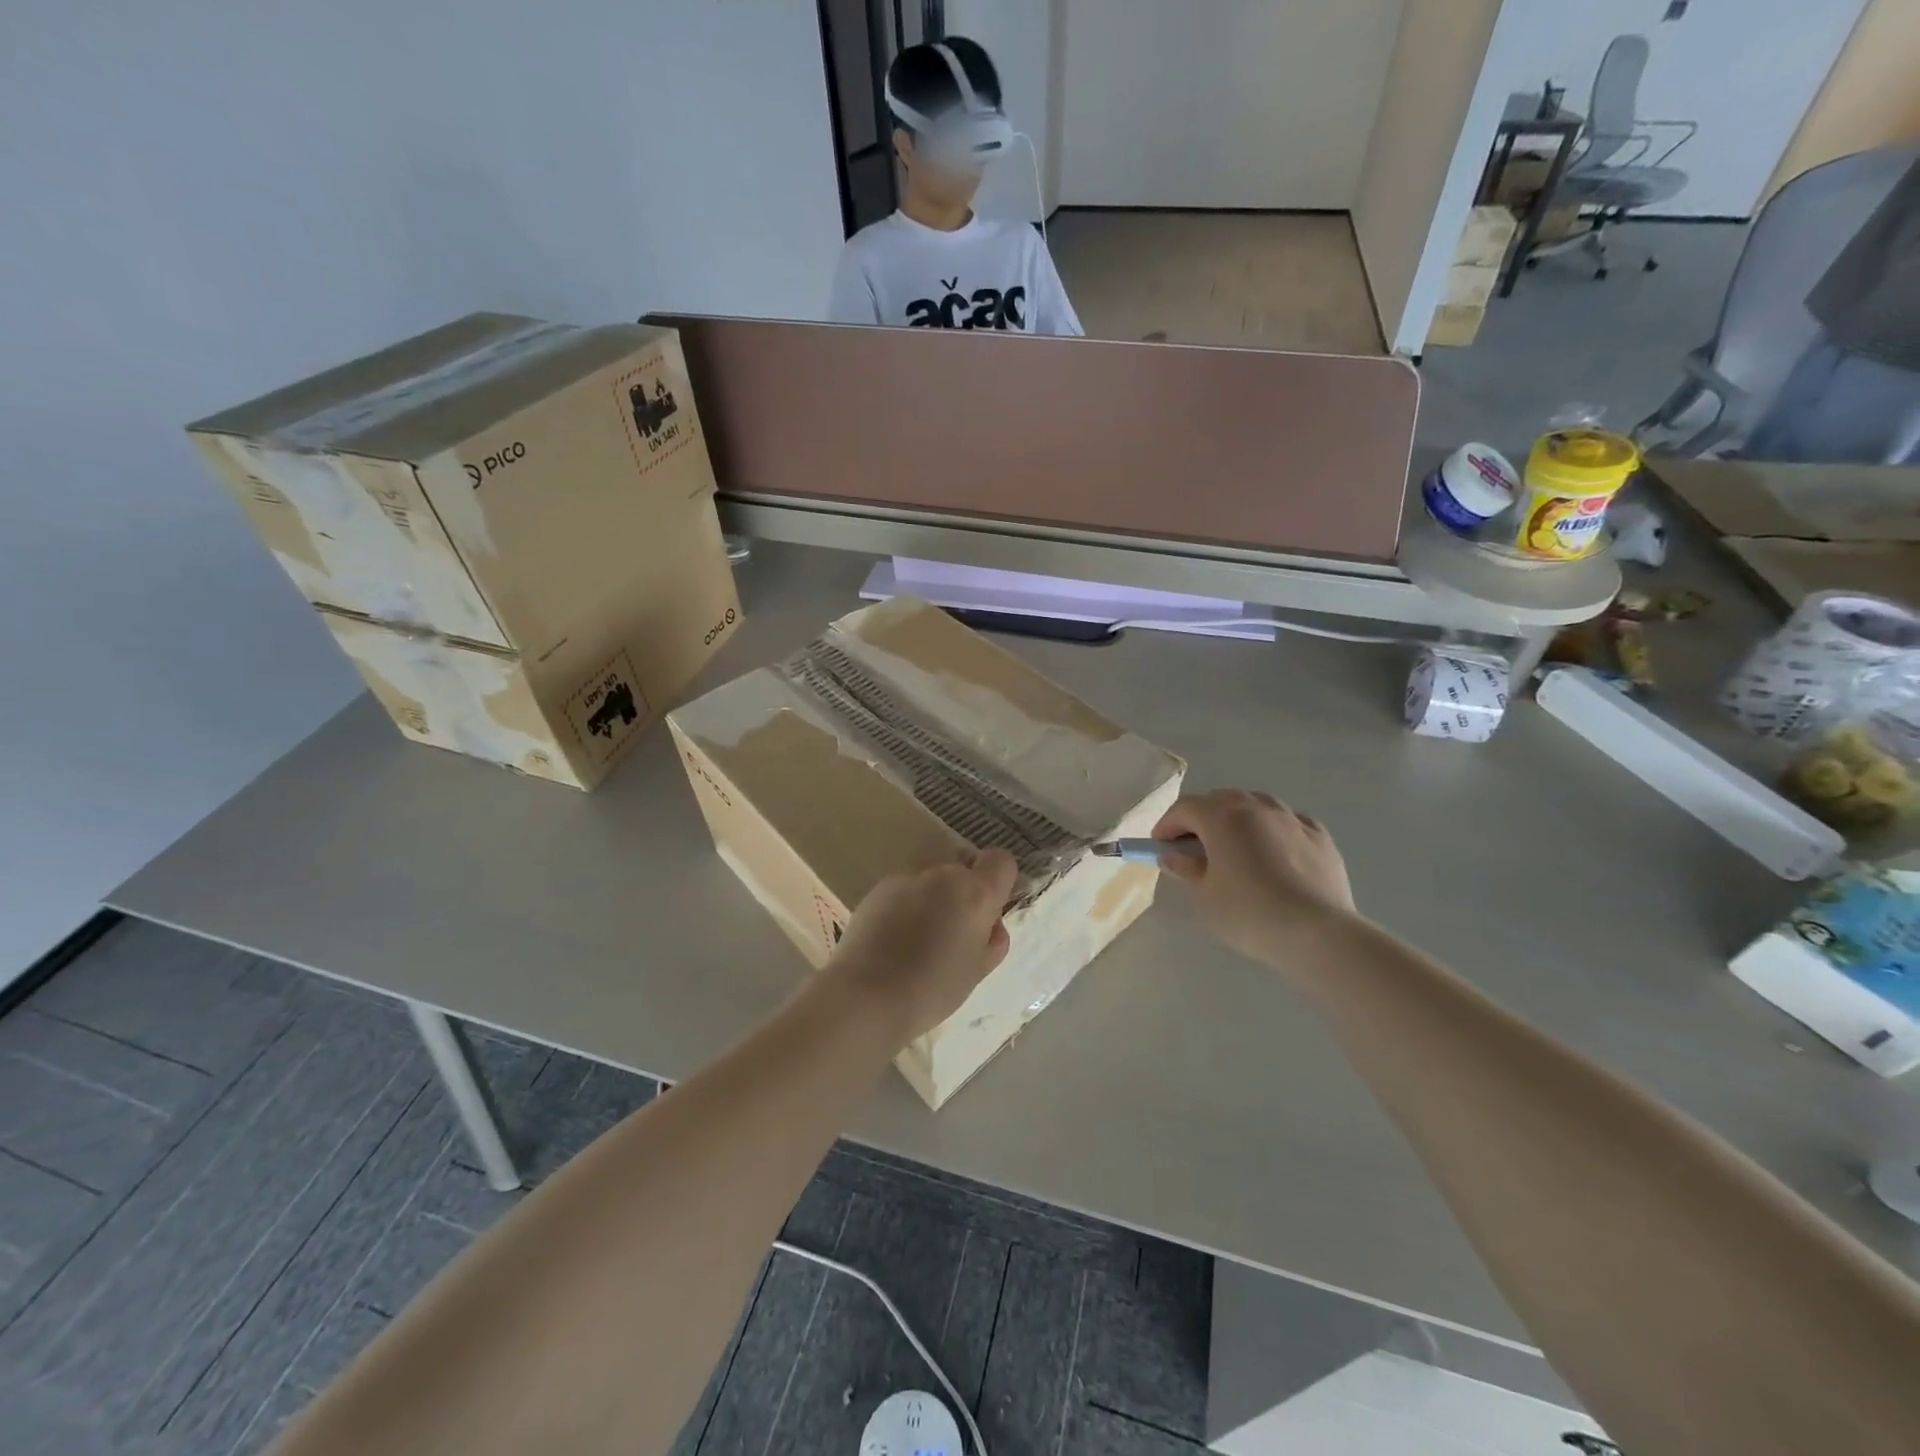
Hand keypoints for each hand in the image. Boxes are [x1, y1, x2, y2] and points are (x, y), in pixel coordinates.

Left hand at [826, 849, 1019, 1039]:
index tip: (988, 911)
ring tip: (916, 940)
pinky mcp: (879, 887)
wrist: (866, 995)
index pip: (1001, 861)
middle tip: (950, 935)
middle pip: (963, 871)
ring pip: (932, 880)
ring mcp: (907, 877)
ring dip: (932, 899)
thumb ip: (993, 940)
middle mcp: (943, 875)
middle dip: (962, 895)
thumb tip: (990, 924)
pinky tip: (892, 939)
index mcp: (975, 893)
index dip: (998, 882)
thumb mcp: (977, 972)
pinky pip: (904, 889)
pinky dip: (905, 905)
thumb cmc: (932, 990)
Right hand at [1153, 790, 1356, 963]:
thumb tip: (1174, 856)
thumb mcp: (1204, 897)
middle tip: (1194, 848)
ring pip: (1256, 805)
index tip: (1160, 846)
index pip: (1184, 808)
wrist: (1317, 932)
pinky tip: (1274, 852)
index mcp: (1222, 817)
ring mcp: (1291, 818)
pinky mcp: (1320, 836)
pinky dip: (1273, 830)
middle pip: (1220, 800)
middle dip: (1202, 819)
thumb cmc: (1249, 913)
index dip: (1168, 825)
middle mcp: (1256, 807)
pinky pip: (1288, 822)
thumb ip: (1186, 870)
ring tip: (1235, 848)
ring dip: (1238, 819)